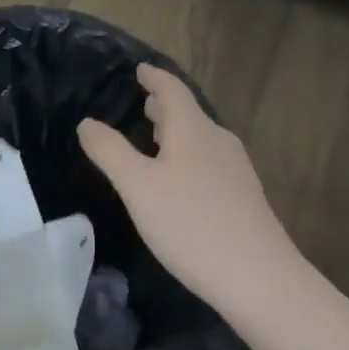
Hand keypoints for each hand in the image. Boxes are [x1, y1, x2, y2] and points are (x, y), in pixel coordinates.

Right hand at [79, 65, 297, 310]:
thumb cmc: (192, 224)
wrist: (261, 281)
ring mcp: (236, 170)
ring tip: (156, 139)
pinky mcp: (245, 198)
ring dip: (177, 132)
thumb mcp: (138, 187)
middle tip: (143, 103)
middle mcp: (217, 140)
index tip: (139, 69)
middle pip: (188, 113)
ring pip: (200, 138)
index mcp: (192, 128)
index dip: (153, 77)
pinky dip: (189, 157)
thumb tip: (86, 122)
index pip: (171, 88)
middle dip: (164, 106)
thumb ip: (110, 151)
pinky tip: (181, 182)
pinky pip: (210, 162)